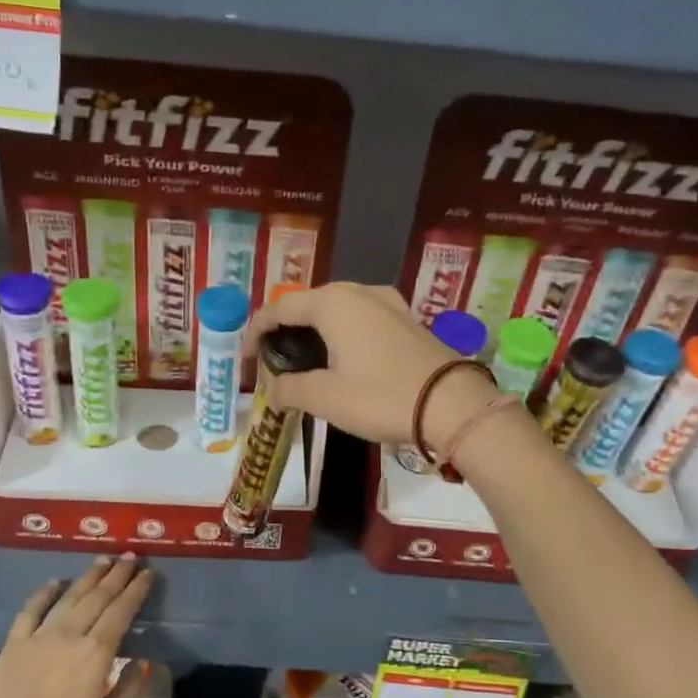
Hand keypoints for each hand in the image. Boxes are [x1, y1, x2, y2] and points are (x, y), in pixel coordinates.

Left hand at [0, 555, 155, 697]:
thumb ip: (129, 691)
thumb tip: (144, 662)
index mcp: (95, 655)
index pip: (121, 612)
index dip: (136, 590)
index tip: (148, 574)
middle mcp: (69, 636)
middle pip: (97, 597)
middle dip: (117, 575)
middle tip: (131, 556)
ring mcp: (38, 637)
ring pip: (69, 597)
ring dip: (88, 577)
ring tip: (103, 560)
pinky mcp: (14, 644)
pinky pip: (31, 610)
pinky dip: (44, 593)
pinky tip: (55, 582)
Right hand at [245, 282, 495, 448]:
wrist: (452, 405)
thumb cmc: (381, 396)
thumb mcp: (325, 397)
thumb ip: (289, 388)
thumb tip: (273, 390)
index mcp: (333, 303)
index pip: (280, 307)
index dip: (255, 330)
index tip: (245, 357)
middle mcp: (359, 292)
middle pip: (309, 304)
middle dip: (286, 329)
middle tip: (274, 359)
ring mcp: (388, 303)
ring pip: (338, 309)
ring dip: (316, 331)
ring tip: (305, 360)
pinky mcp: (407, 319)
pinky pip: (361, 318)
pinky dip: (342, 334)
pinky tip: (343, 358)